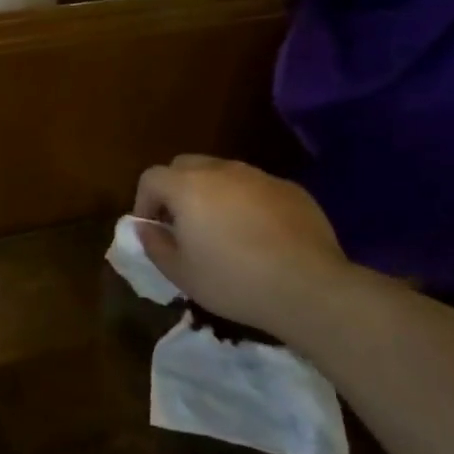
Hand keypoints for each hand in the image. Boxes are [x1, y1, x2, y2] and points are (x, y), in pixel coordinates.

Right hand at [134, 156, 348, 335]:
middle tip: (182, 224)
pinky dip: (246, 202)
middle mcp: (221, 171)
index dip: (144, 202)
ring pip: (223, 173)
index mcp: (188, 187)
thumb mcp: (181, 273)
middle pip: (185, 165)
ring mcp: (259, 177)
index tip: (152, 229)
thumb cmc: (233, 281)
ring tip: (221, 229)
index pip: (151, 178)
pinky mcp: (290, 189)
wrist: (309, 288)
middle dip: (175, 189)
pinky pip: (256, 187)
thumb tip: (146, 228)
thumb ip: (155, 245)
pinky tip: (258, 235)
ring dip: (212, 193)